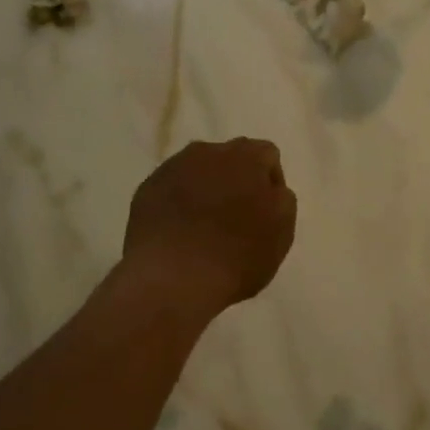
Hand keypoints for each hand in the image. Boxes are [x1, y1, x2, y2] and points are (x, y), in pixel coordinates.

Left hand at [123, 138, 297, 318]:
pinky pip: (171, 188)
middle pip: (231, 158)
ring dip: (206, 188)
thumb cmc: (236, 256)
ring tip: (203, 226)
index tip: (265, 214)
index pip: (266, 156)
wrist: (172, 278)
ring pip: (198, 170)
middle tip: (236, 218)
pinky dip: (178, 202)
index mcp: (246, 157)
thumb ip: (281, 199)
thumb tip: (268, 188)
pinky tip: (179, 232)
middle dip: (236, 180)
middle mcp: (208, 152)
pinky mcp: (147, 189)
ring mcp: (173, 168)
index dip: (269, 183)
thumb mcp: (282, 232)